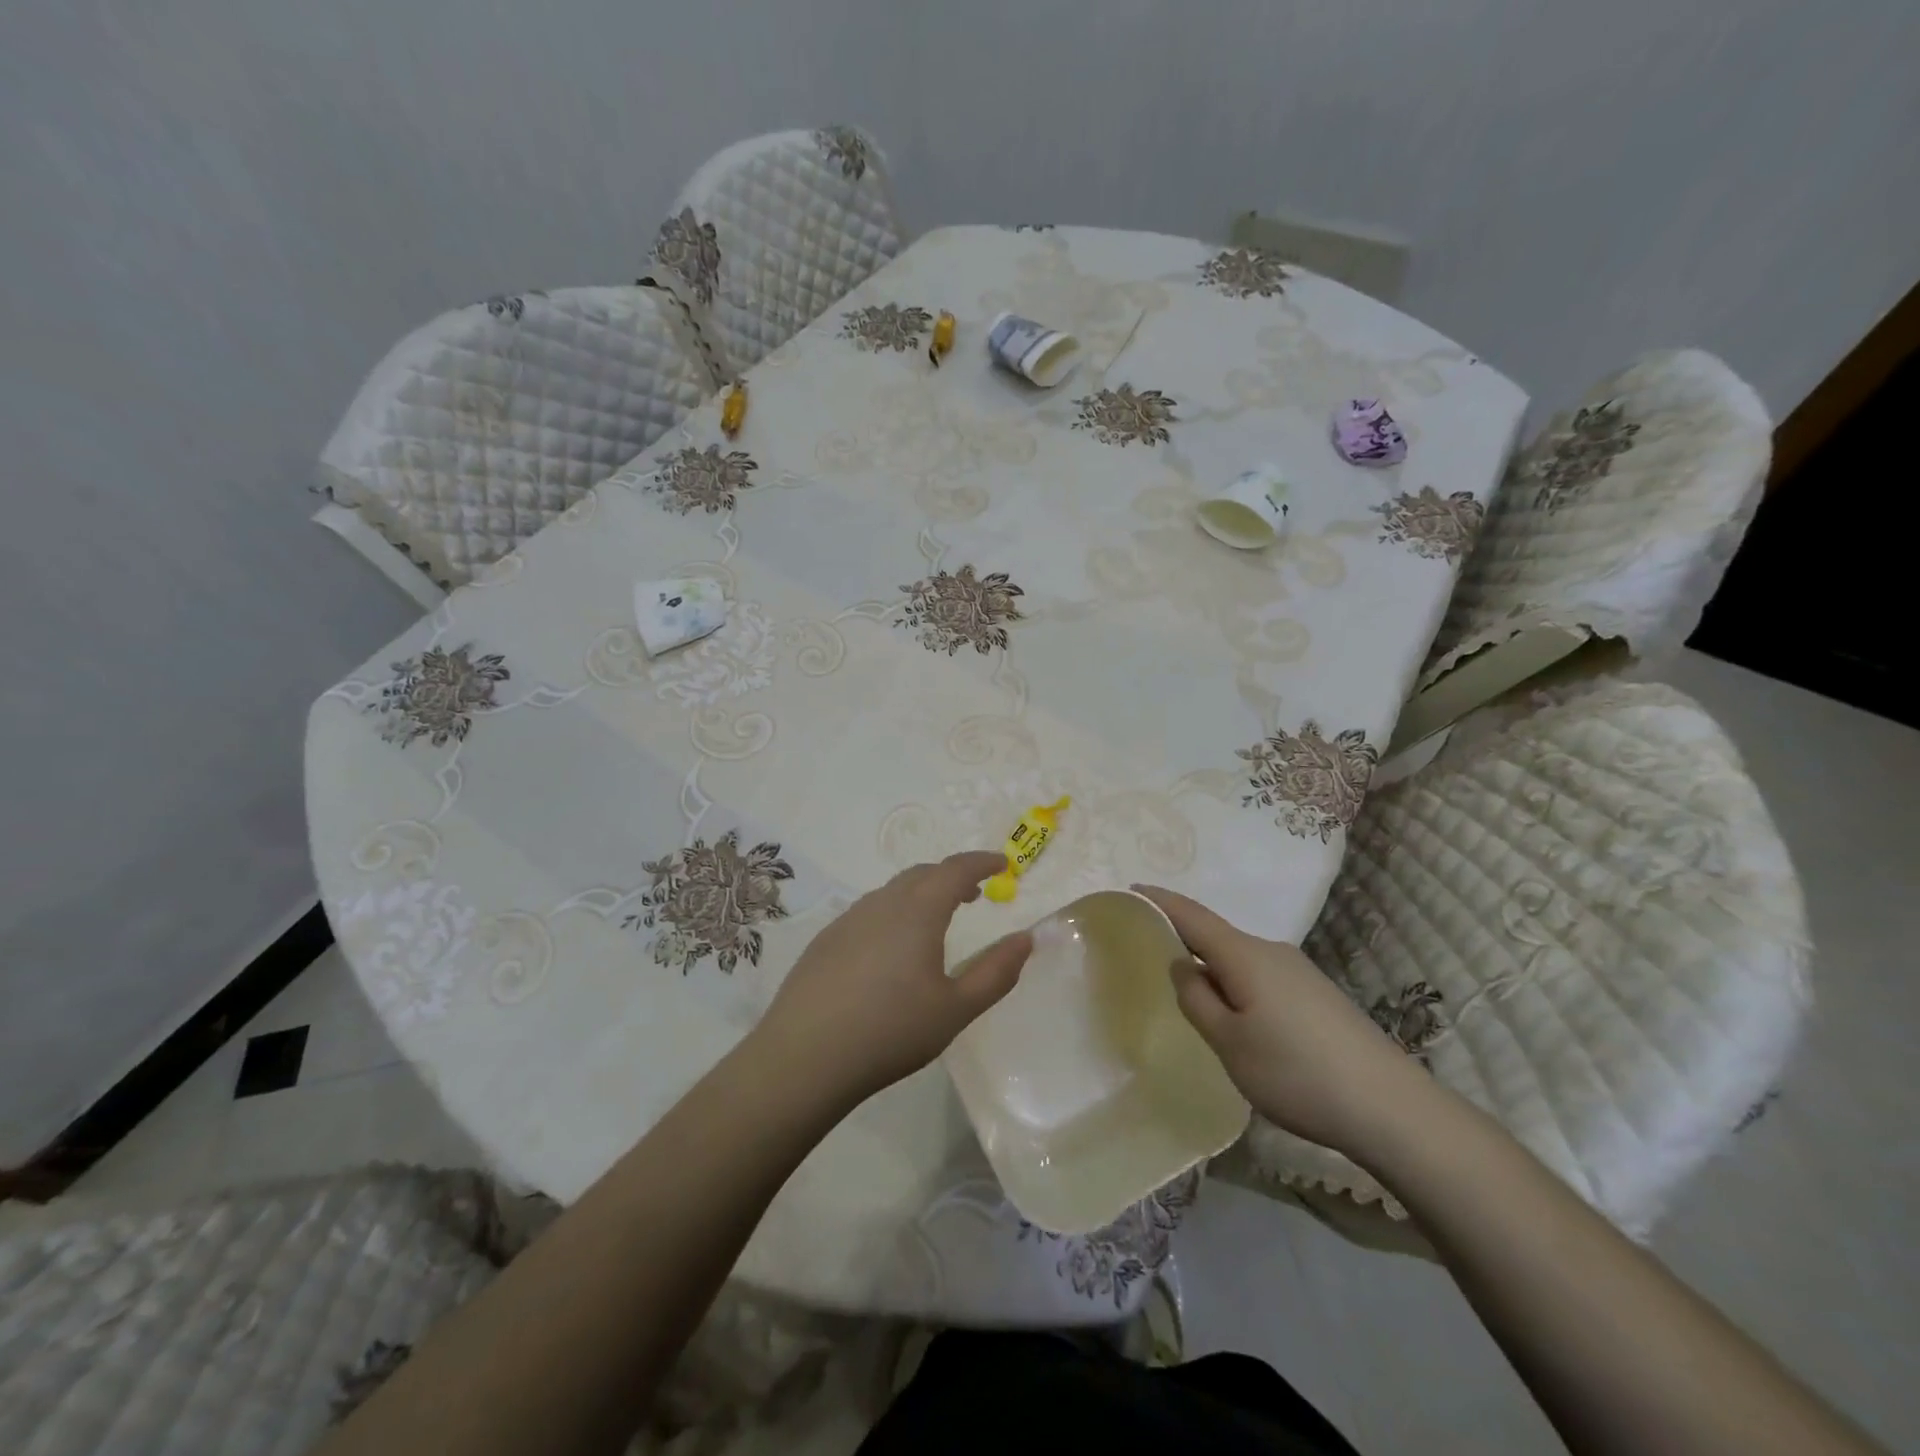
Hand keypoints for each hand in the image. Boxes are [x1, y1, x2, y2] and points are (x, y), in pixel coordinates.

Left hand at [755, 851, 1031, 1106]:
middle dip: (951, 876)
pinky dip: (893, 912)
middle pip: (922, 874)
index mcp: (918, 911)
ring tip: (936, 920)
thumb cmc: (890, 1031)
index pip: (955, 869)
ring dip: (921, 893)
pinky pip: (869, 911)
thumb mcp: (956, 1009)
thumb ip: (996, 972)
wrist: (805, 1057)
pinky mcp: (826, 940)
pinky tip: (891, 949)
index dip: (981, 862)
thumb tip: (1026, 938)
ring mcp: (848, 919)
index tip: (1002, 863)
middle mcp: (882, 904)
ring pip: (892, 891)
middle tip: (973, 893)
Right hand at [1135, 885, 1428, 1154]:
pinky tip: (1239, 1023)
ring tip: (1193, 1002)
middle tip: (1150, 959)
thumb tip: (1182, 966)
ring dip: (1213, 972)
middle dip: (1184, 942)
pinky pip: (1261, 978)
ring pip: (1240, 962)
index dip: (1160, 901)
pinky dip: (1237, 987)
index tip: (1132, 889)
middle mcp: (1272, 952)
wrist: (1393, 1108)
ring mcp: (1299, 973)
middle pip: (1216, 937)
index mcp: (1245, 956)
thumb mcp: (1230, 1043)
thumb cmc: (1297, 1073)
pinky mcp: (1316, 996)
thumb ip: (1197, 1000)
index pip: (1192, 916)